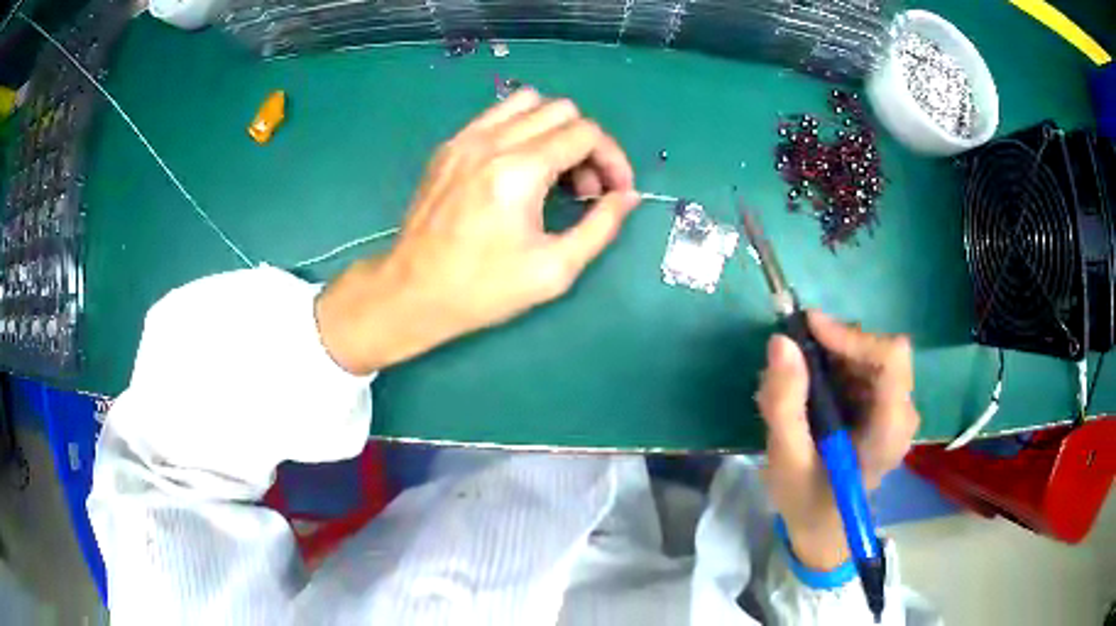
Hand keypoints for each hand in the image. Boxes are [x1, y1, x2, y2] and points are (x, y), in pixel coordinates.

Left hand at [316, 89, 638, 373]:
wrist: (412, 292)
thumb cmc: (483, 289)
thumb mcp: (554, 270)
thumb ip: (601, 227)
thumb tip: (628, 196)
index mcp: (519, 171)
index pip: (586, 133)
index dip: (613, 159)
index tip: (615, 192)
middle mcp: (492, 142)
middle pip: (561, 111)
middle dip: (587, 145)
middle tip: (585, 189)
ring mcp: (465, 139)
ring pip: (528, 102)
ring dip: (554, 129)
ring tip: (555, 171)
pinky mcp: (448, 146)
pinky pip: (496, 115)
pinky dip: (522, 129)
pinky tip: (521, 166)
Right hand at [756, 311, 919, 570]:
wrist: (824, 528)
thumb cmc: (807, 500)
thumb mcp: (786, 459)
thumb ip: (784, 403)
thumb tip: (781, 341)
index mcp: (888, 432)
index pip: (892, 360)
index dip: (853, 336)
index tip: (809, 330)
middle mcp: (902, 413)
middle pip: (881, 352)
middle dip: (836, 346)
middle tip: (793, 357)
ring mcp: (896, 409)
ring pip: (871, 355)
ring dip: (833, 356)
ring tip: (795, 381)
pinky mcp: (884, 407)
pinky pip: (865, 367)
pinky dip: (836, 367)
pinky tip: (810, 390)